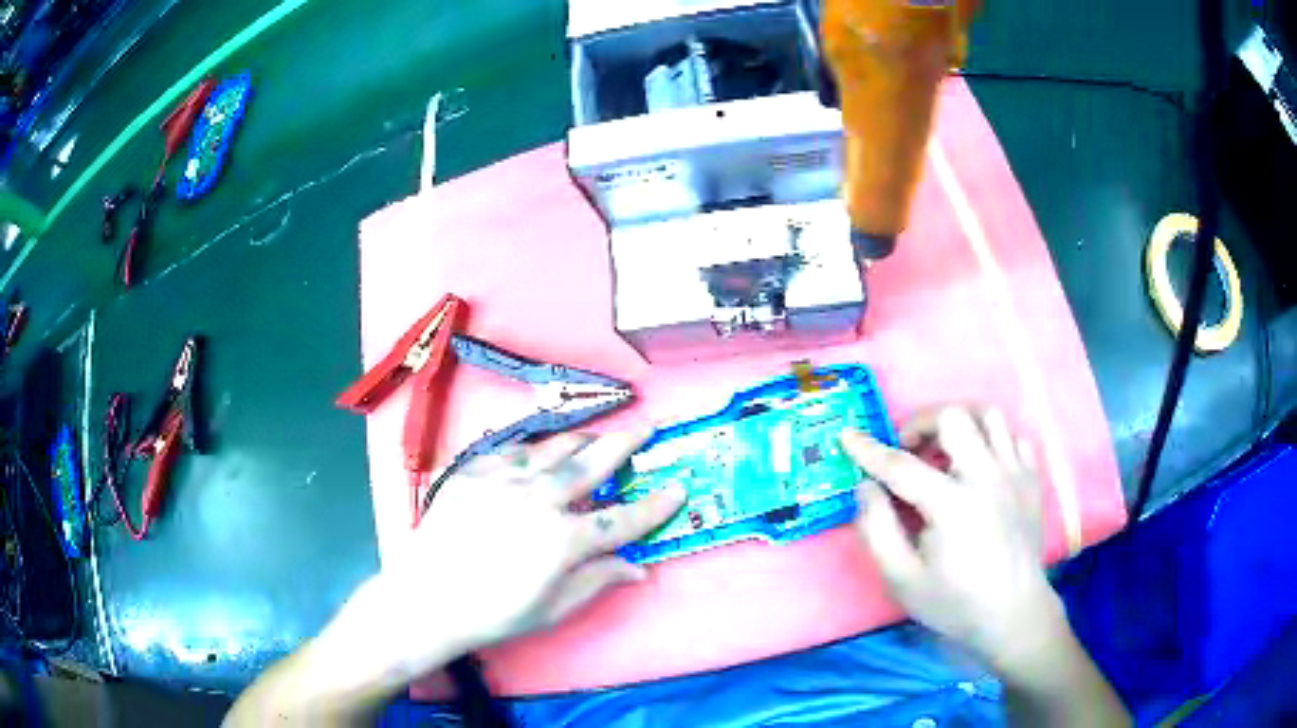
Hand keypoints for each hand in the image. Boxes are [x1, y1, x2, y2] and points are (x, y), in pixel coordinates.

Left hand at [372, 429, 685, 666]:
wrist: (428, 597)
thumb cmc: (494, 613)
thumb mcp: (553, 608)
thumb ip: (597, 580)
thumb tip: (637, 568)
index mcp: (564, 539)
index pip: (622, 520)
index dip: (654, 506)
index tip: (678, 488)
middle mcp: (539, 500)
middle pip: (592, 465)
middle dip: (625, 444)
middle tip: (647, 427)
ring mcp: (503, 481)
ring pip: (553, 449)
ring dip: (582, 440)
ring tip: (599, 434)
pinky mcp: (474, 473)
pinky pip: (511, 452)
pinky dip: (532, 451)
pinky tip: (538, 453)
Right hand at [840, 407, 1063, 668]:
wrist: (1013, 614)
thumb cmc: (954, 602)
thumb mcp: (901, 579)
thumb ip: (877, 529)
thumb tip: (866, 487)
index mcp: (952, 505)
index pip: (901, 465)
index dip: (868, 450)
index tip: (847, 436)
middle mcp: (986, 477)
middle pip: (953, 417)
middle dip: (922, 422)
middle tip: (909, 450)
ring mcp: (1014, 473)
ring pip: (988, 416)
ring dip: (959, 425)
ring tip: (945, 452)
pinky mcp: (1031, 478)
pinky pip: (1012, 436)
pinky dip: (991, 440)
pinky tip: (979, 466)